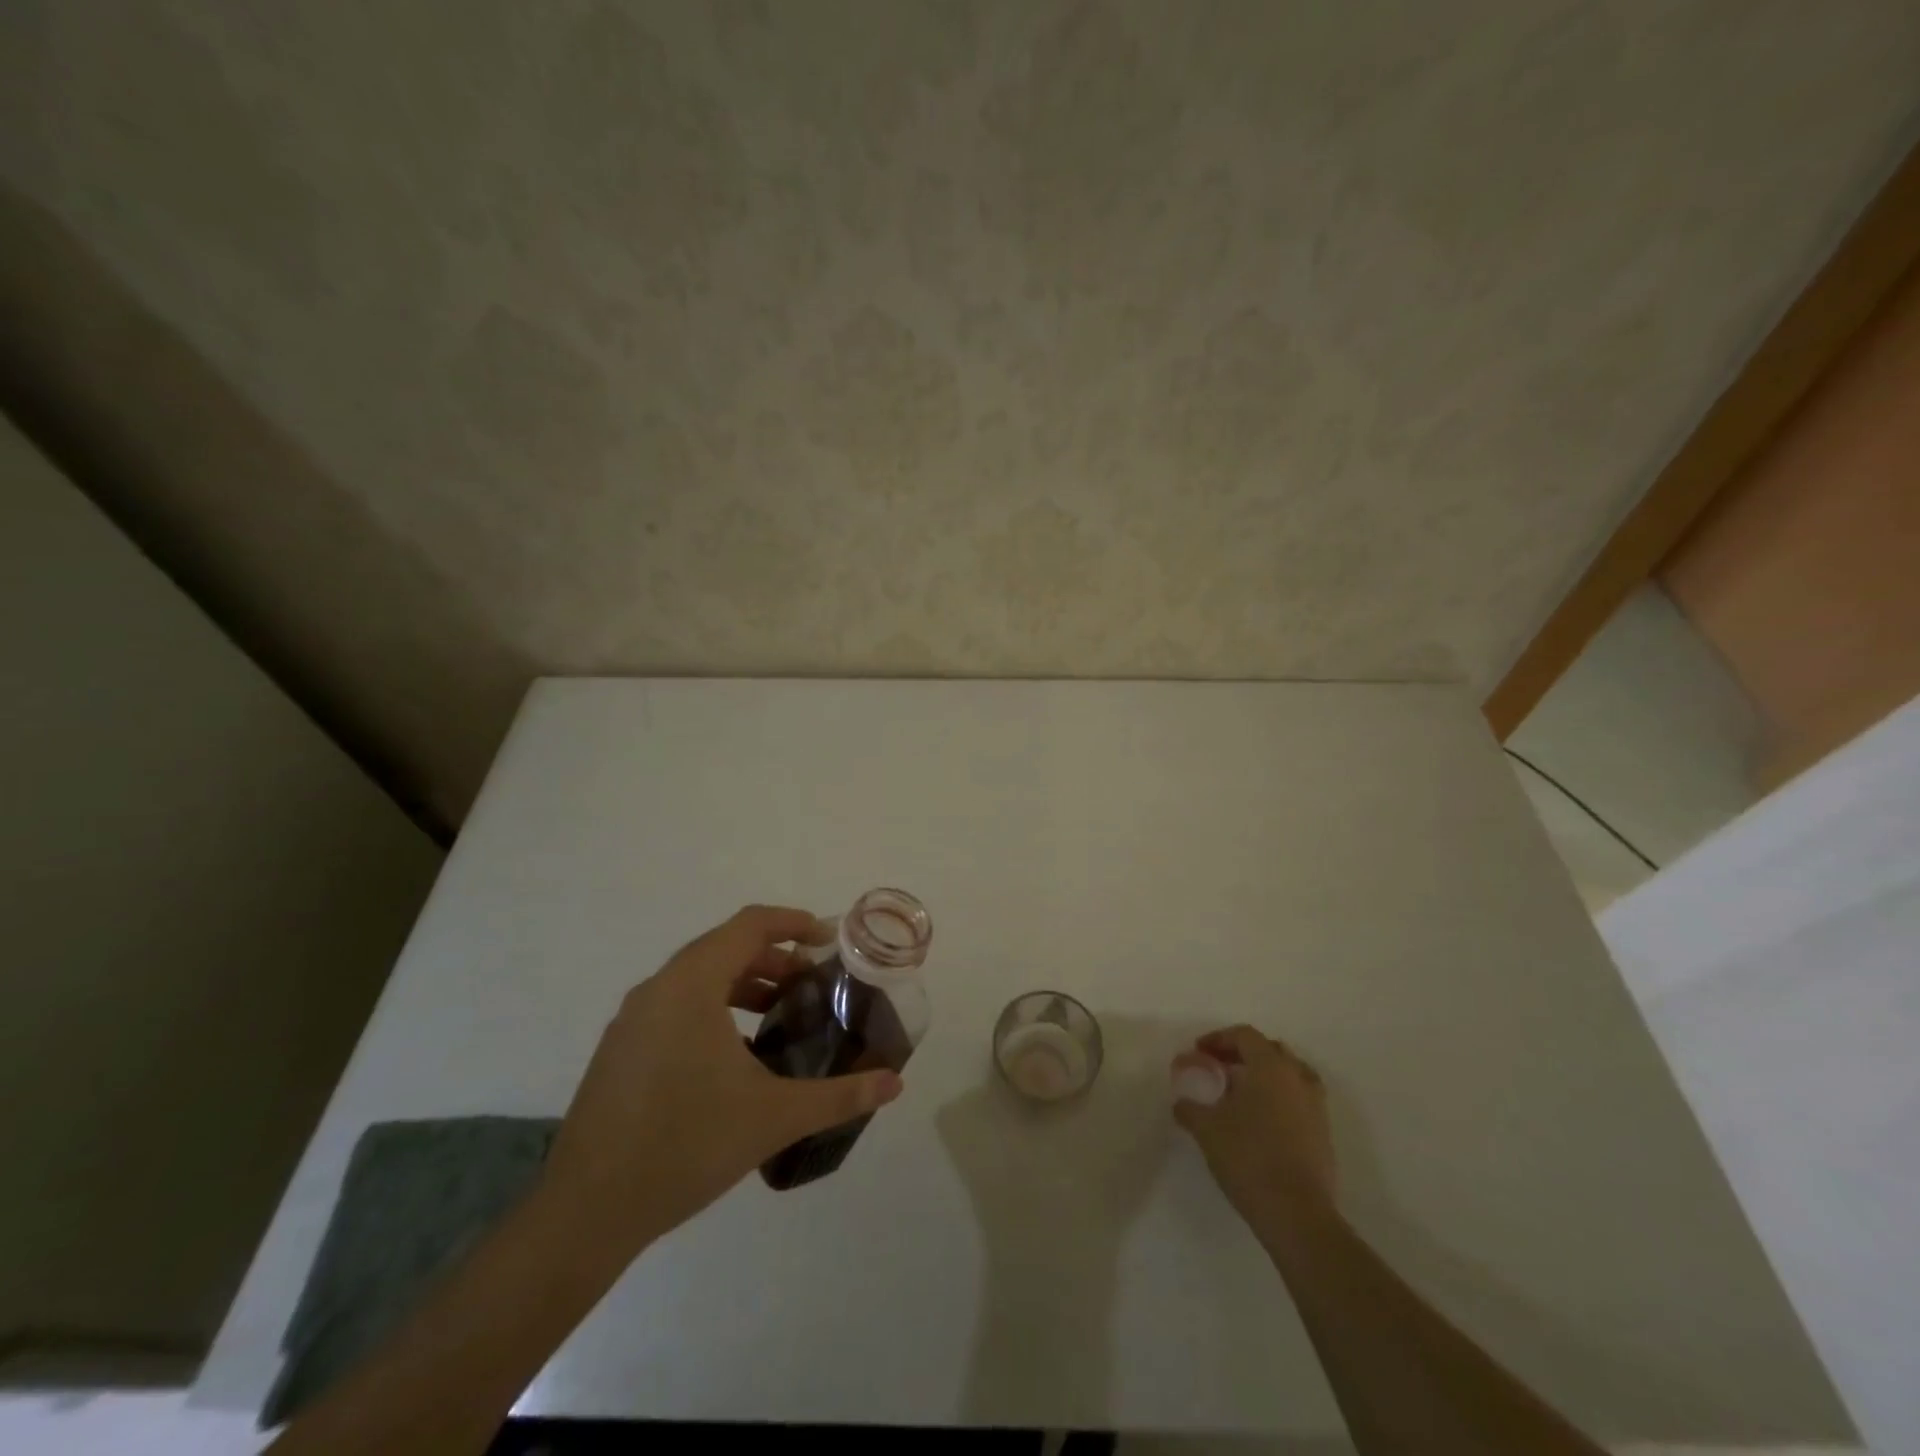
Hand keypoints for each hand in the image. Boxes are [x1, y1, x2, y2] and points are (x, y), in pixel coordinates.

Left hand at [544, 905, 903, 1252]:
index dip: (794, 922)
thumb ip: (839, 1095)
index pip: (749, 925)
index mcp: (691, 985)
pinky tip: (734, 1056)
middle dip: (774, 958)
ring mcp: (631, 1020)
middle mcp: (657, 988)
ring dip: (743, 983)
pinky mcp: (618, 1050)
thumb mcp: (774, 1117)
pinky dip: (713, 1007)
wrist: (586, 1212)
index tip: (829, 939)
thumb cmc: (686, 1145)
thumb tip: (895, 1083)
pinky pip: (675, 1005)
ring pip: (697, 977)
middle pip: (724, 947)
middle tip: (812, 984)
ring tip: (779, 1015)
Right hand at [1172, 1024, 1337, 1246]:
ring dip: (1264, 1076)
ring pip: (1289, 1075)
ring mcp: (1316, 1106)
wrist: (1297, 1214)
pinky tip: (1259, 1121)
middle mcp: (1297, 1078)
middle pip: (1270, 1050)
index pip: (1245, 1035)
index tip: (1199, 1053)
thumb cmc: (1248, 1158)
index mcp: (1270, 1066)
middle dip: (1242, 1054)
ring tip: (1240, 1094)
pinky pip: (1298, 1100)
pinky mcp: (1323, 1133)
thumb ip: (1190, 1108)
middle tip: (1219, 1069)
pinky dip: (1278, 1099)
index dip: (1219, 1039)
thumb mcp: (1206, 1128)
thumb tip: (1181, 1103)